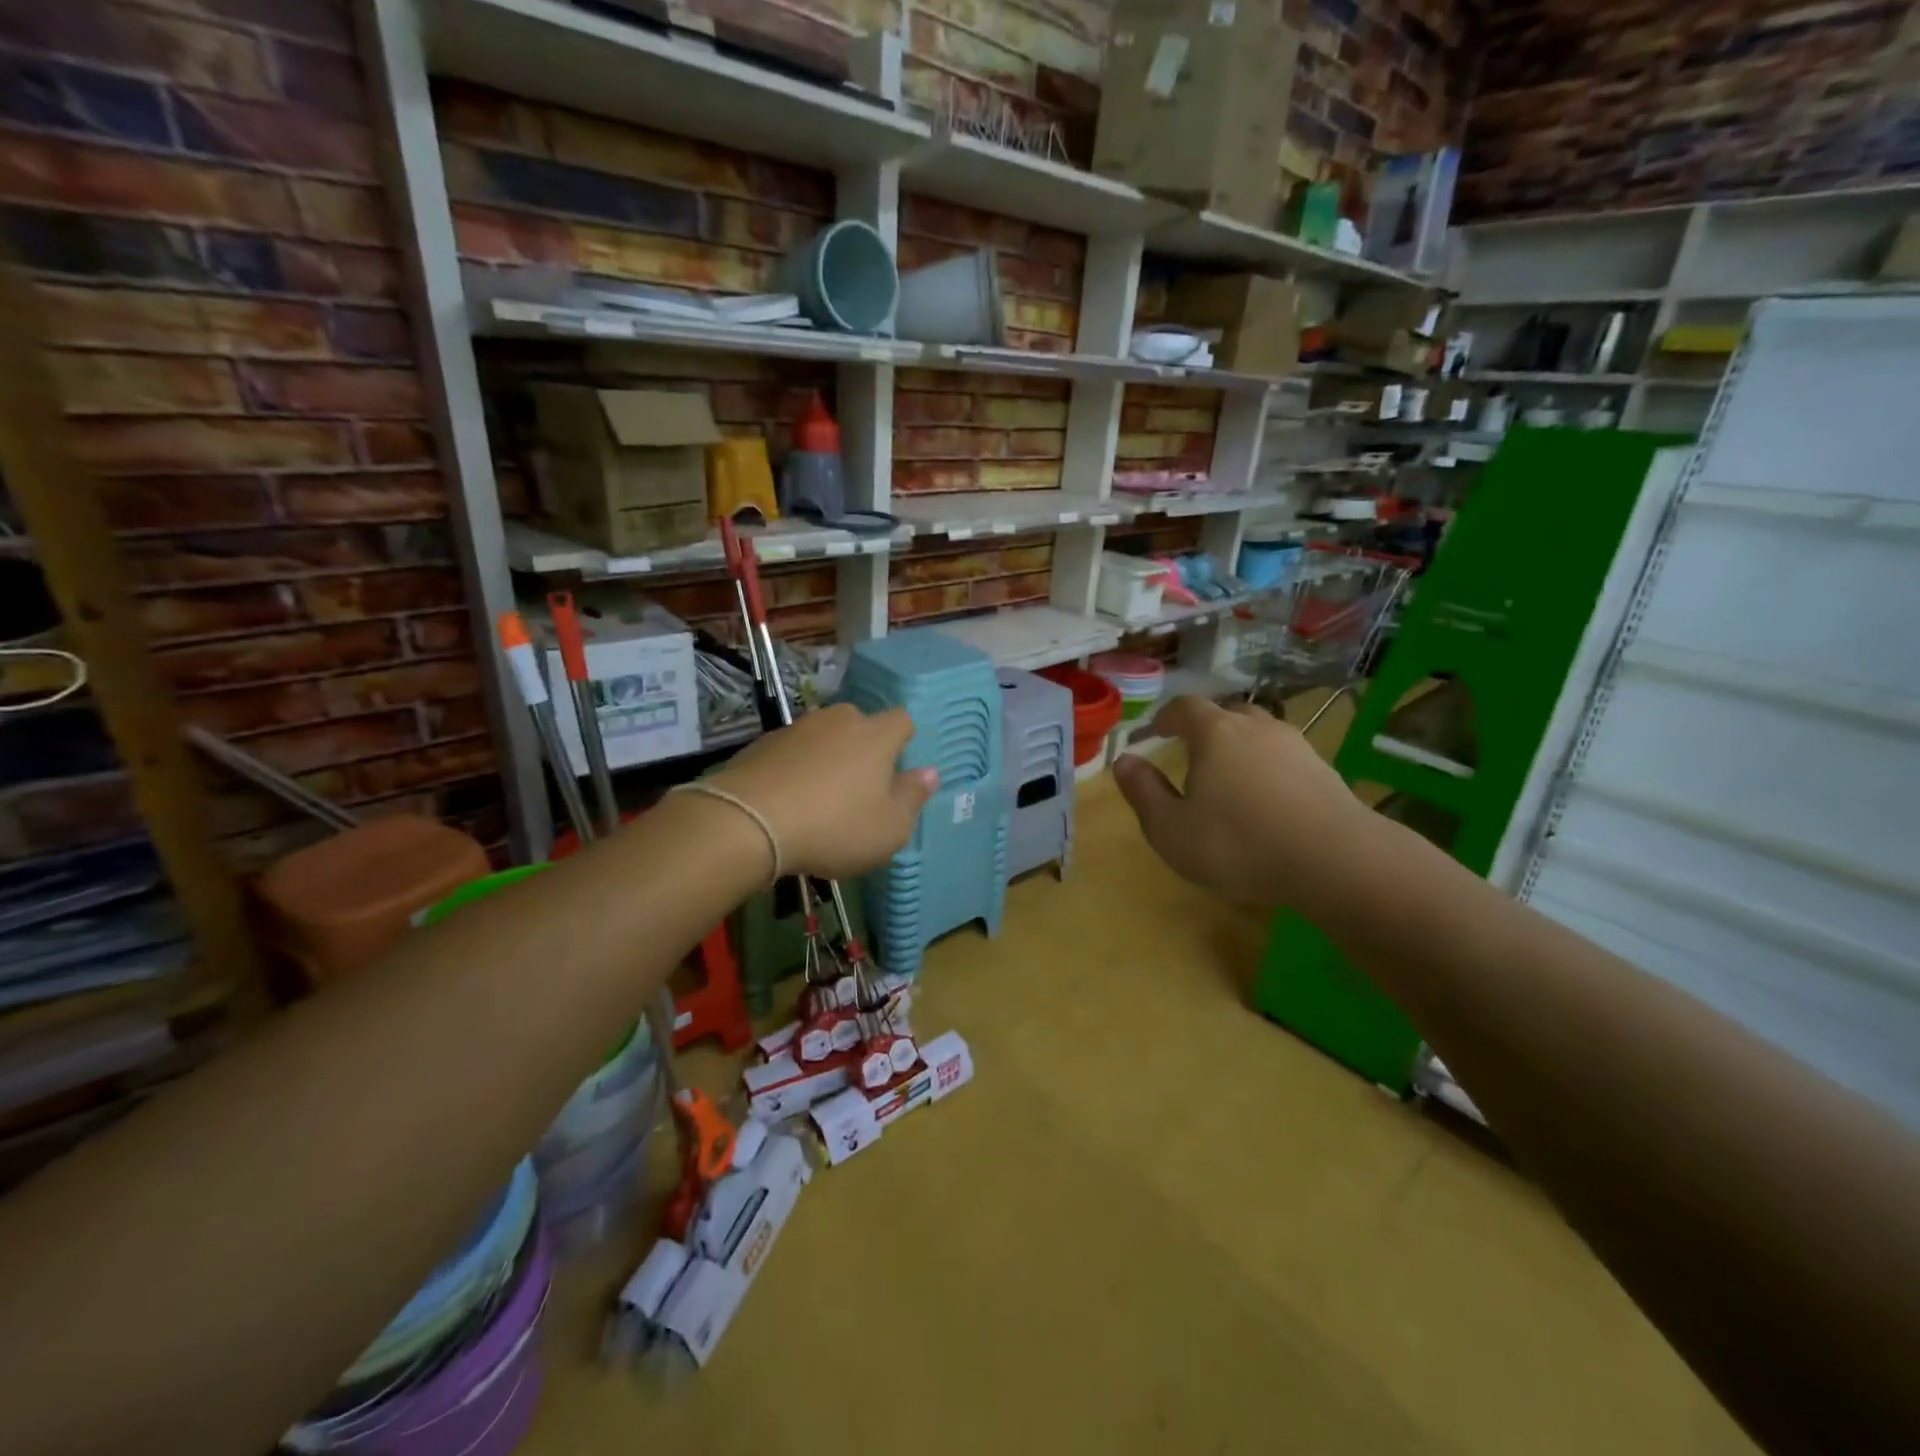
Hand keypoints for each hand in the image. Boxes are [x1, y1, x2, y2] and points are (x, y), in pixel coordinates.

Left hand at [708, 703, 937, 878]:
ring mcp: (796, 729)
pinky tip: (787, 802)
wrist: (748, 822)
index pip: (902, 721)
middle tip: (859, 789)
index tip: (897, 773)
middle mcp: (838, 720)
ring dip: (827, 759)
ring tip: (819, 800)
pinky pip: (791, 753)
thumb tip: (930, 772)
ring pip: (823, 738)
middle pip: (860, 725)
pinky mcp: (761, 744)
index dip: (904, 743)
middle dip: (863, 749)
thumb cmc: (834, 826)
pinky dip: (795, 770)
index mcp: (876, 735)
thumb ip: (913, 797)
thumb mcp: (889, 828)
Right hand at [1112, 696, 1377, 908]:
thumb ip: (1143, 792)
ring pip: (1260, 733)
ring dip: (1241, 747)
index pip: (1184, 707)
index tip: (1156, 732)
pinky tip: (1267, 800)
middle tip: (1193, 753)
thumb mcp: (1170, 828)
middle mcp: (1255, 727)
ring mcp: (1295, 746)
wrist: (1335, 860)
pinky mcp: (1324, 770)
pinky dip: (1269, 769)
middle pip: (1226, 713)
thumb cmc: (1238, 843)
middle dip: (1205, 728)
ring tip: (1231, 777)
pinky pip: (1285, 758)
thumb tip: (1124, 761)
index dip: (1166, 717)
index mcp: (1214, 733)